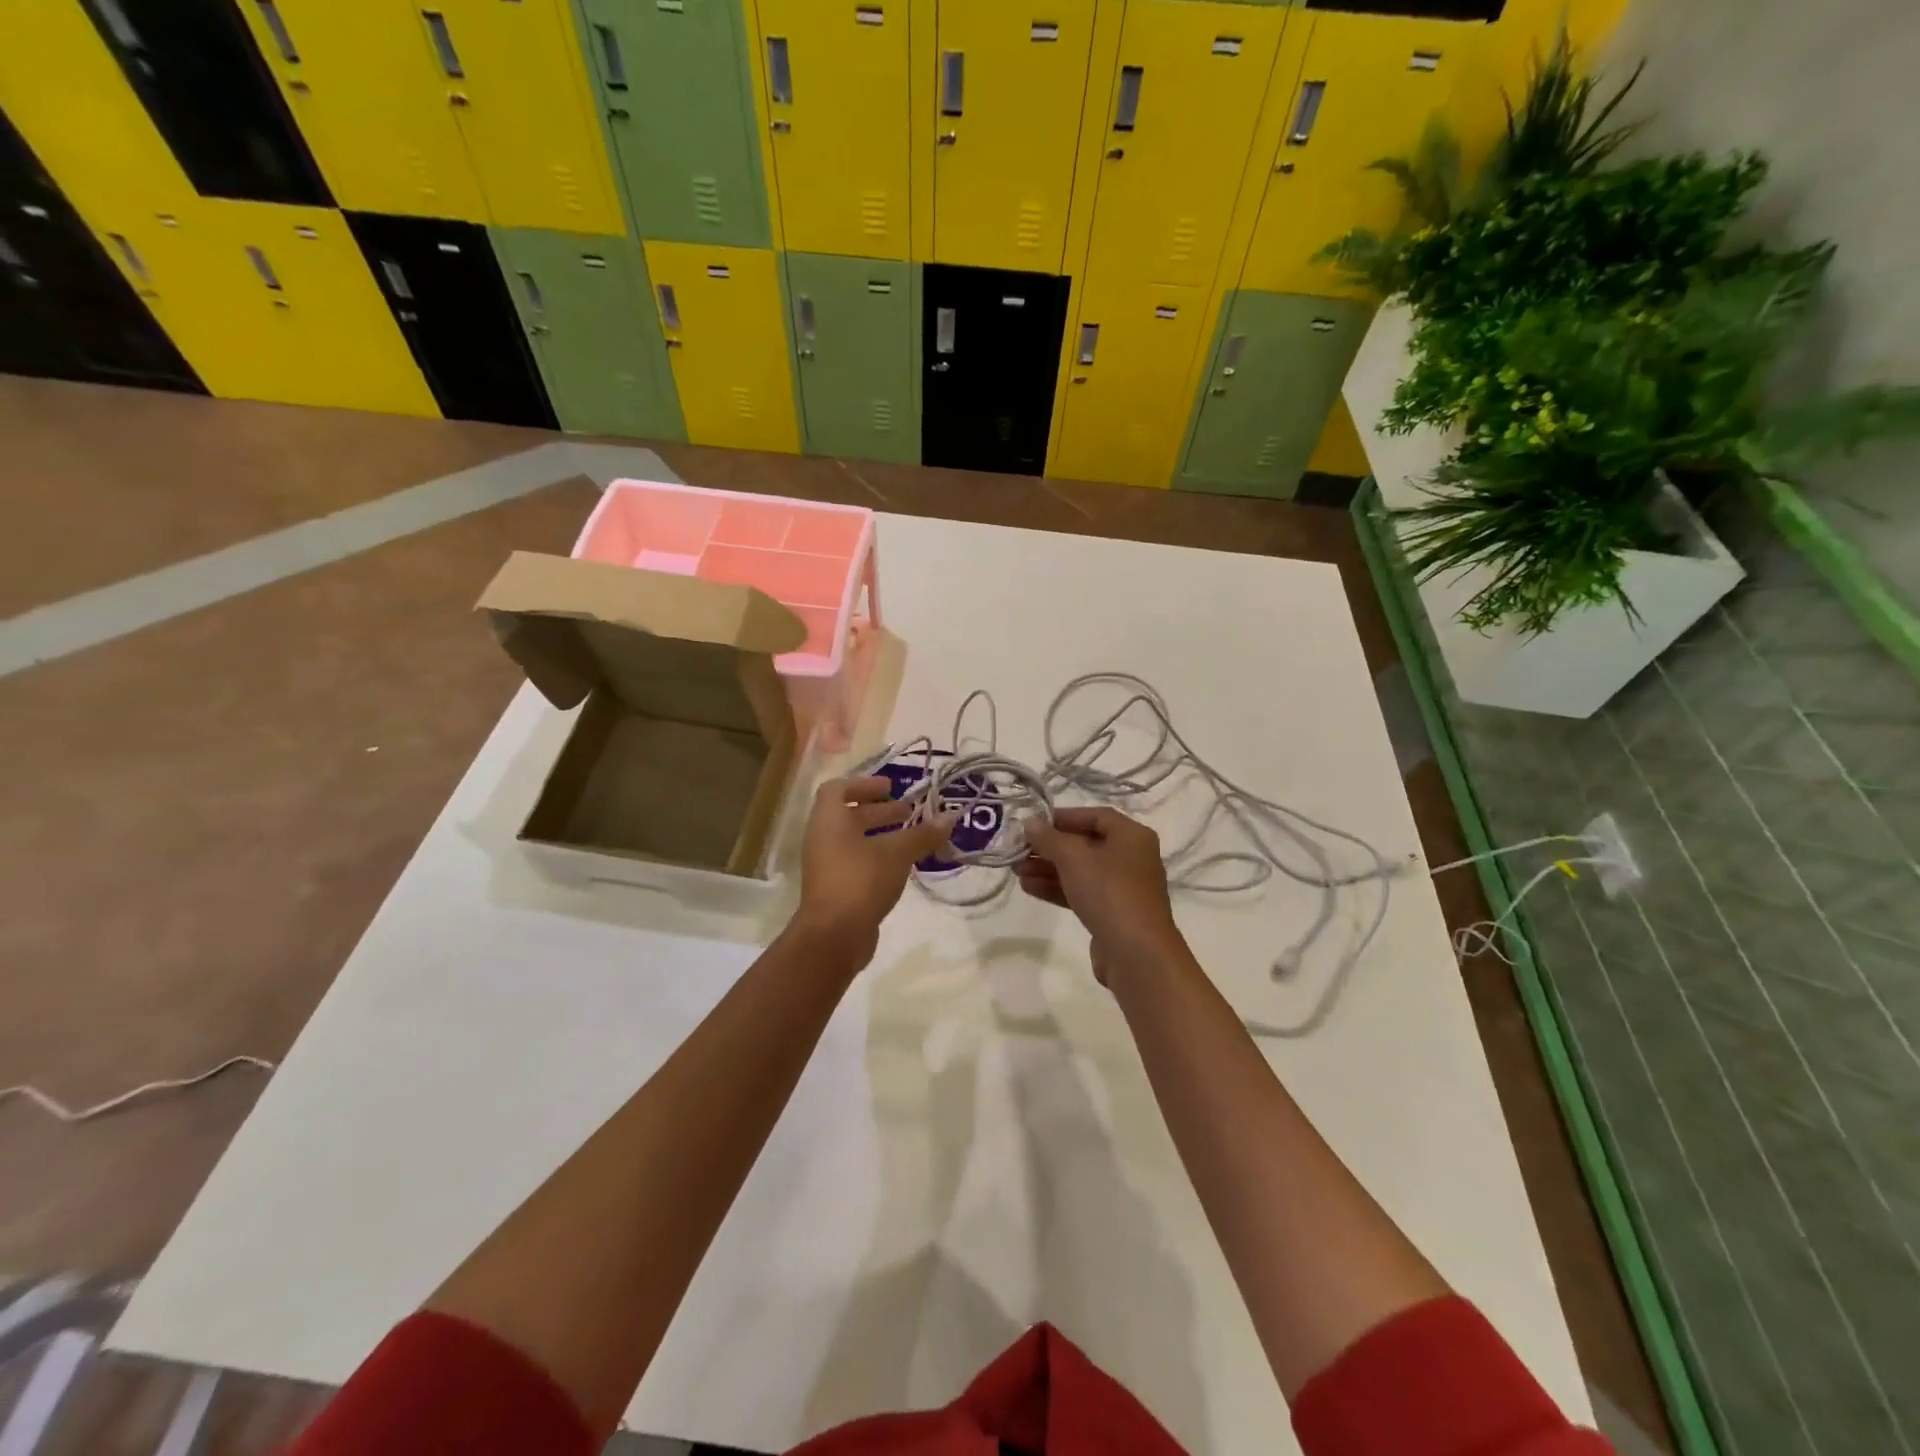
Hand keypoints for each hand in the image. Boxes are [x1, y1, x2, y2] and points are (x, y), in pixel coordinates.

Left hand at [795, 776, 956, 967]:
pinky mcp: (836, 888)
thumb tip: (950, 818)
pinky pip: (857, 862)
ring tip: (913, 837)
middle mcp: (823, 838)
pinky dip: (878, 857)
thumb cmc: (861, 880)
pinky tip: (904, 865)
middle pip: (849, 815)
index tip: (891, 787)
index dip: (864, 784)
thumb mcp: (897, 853)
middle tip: (910, 811)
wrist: (834, 936)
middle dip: (880, 810)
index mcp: (829, 820)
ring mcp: (827, 865)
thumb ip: (922, 834)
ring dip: (882, 835)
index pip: (838, 789)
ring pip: (855, 841)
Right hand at [1018, 807, 1186, 985]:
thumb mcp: (1074, 858)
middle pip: (1085, 844)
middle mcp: (1131, 858)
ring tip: (1016, 871)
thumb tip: (1030, 822)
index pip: (1095, 816)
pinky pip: (1082, 893)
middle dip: (1049, 847)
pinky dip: (1057, 888)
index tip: (1034, 824)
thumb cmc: (1109, 892)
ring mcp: (1123, 888)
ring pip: (1080, 871)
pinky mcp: (1113, 914)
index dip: (1063, 817)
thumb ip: (1049, 838)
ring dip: (1048, 868)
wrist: (1136, 954)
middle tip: (1018, 850)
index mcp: (1132, 836)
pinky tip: (1029, 888)